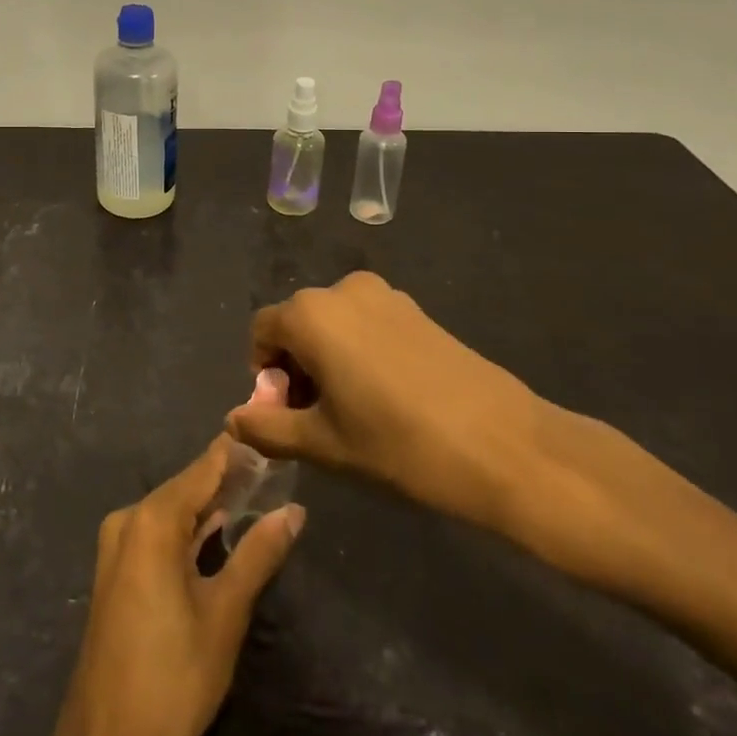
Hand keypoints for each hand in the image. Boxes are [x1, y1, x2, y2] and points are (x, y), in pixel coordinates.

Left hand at [0, 438, 304, 735]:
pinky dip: (188, 529)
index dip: (237, 451)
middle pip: (186, 486)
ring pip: (172, 511)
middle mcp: (129, 520)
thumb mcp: (225, 613)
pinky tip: (218, 530)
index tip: (271, 433)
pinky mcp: (117, 571)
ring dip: (210, 506)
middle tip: (275, 469)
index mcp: (152, 520)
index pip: (203, 468)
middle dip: (228, 478)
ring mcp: (117, 546)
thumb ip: (258, 554)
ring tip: (257, 494)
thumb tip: (294, 511)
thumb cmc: (172, 676)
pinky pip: (158, 533)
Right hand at [224, 271, 616, 559]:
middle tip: (316, 419)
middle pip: (298, 324)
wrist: (503, 445)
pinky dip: (359, 353)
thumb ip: (268, 428)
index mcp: (311, 314)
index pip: (263, 331)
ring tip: (353, 411)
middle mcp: (342, 290)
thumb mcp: (324, 444)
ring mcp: (385, 296)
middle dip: (295, 367)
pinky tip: (387, 397)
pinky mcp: (416, 310)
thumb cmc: (398, 443)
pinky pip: (367, 324)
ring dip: (327, 360)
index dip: (263, 373)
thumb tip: (233, 420)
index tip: (286, 415)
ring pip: (334, 324)